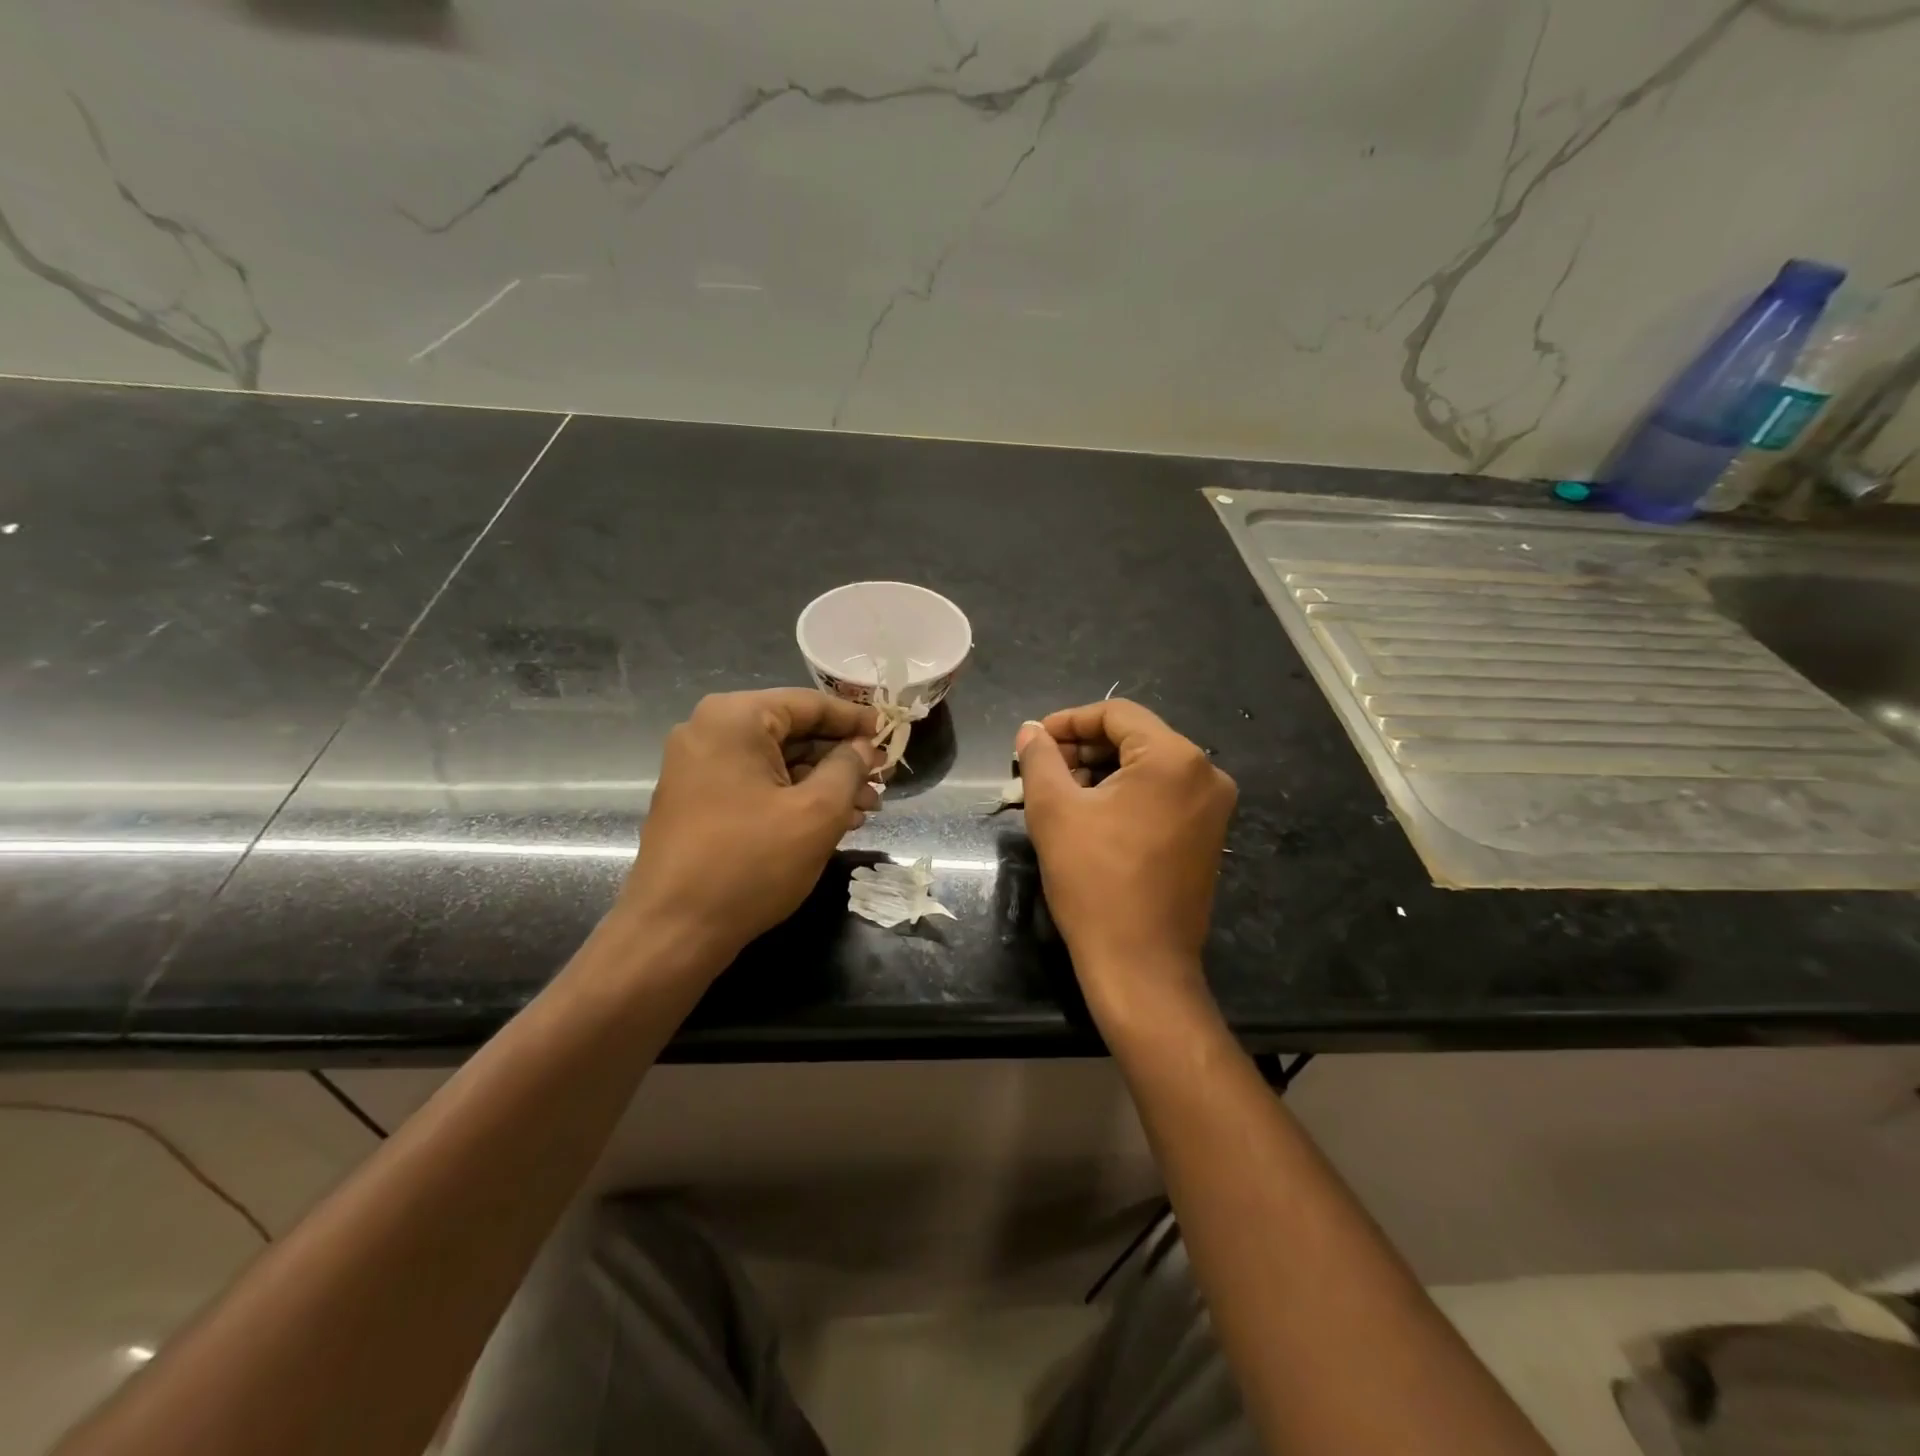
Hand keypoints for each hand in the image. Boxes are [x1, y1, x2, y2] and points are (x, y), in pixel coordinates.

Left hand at [617, 689, 881, 972]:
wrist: (672, 932)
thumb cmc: (750, 863)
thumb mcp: (816, 813)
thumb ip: (848, 769)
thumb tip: (863, 747)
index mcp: (735, 718)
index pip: (809, 704)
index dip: (856, 720)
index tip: (891, 734)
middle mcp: (710, 730)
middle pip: (793, 732)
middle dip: (841, 759)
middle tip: (882, 781)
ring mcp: (698, 767)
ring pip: (777, 762)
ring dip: (823, 782)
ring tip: (865, 809)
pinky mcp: (697, 799)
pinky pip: (756, 784)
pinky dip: (793, 797)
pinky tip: (831, 821)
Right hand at [1015, 700, 1235, 1017]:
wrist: (1140, 964)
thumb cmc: (1094, 881)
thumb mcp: (1054, 811)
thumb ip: (1040, 759)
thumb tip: (1031, 730)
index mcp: (1174, 758)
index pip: (1116, 714)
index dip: (1069, 721)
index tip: (1034, 741)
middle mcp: (1205, 774)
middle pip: (1135, 738)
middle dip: (1084, 749)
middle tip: (1042, 770)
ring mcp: (1213, 808)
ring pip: (1148, 767)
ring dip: (1101, 772)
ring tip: (1060, 793)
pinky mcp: (1208, 836)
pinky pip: (1162, 795)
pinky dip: (1126, 795)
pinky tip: (1091, 815)